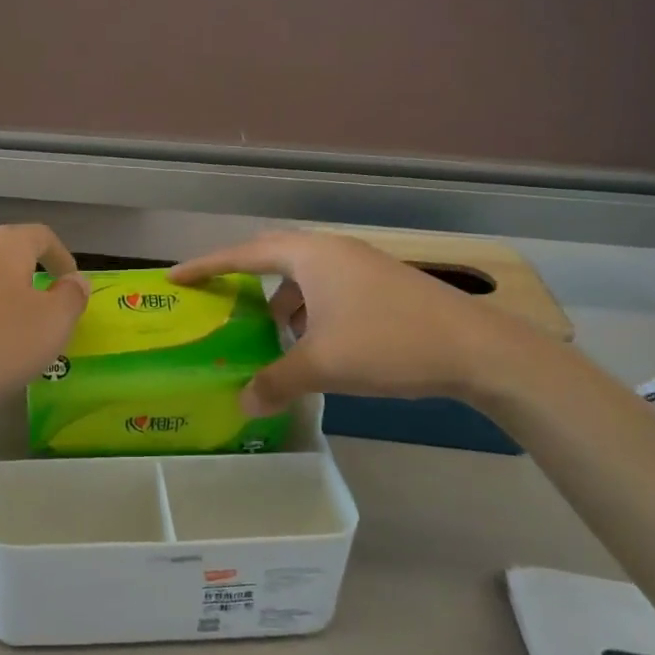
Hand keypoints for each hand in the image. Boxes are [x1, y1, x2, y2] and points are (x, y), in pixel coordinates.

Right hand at [169, 231, 522, 413]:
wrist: (478, 349)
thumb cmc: (388, 344)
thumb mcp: (323, 365)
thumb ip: (275, 382)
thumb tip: (242, 404)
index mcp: (310, 256)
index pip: (243, 254)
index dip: (206, 266)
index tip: (176, 277)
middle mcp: (332, 251)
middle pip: (273, 256)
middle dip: (243, 278)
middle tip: (218, 299)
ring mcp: (361, 266)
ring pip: (304, 275)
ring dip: (281, 299)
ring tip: (269, 333)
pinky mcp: (382, 285)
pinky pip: (328, 288)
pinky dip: (310, 309)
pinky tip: (314, 343)